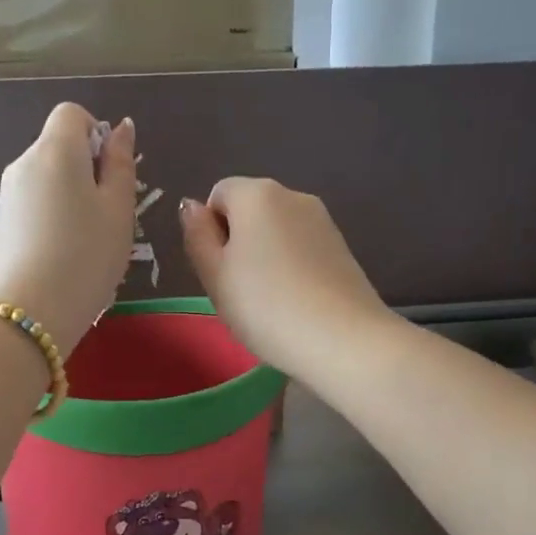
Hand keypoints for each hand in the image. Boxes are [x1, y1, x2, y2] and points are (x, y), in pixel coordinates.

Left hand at [0, 101, 136, 353]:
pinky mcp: (0, 224)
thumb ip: (121, 164)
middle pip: (58, 148)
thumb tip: (120, 129)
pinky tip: (63, 256)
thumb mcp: (118, 210)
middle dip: (86, 170)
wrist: (29, 312)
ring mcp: (7, 195)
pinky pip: (33, 206)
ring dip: (70, 198)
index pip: (72, 114)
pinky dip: (52, 219)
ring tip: (86, 243)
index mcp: (56, 150)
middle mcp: (24, 163)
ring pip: (47, 180)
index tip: (111, 174)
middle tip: (107, 216)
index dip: (96, 134)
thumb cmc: (86, 256)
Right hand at [178, 177, 392, 378]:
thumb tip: (192, 206)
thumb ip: (197, 236)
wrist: (342, 340)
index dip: (210, 230)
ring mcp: (323, 221)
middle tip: (238, 289)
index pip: (218, 194)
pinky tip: (295, 301)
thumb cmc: (265, 307)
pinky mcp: (342, 247)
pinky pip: (302, 248)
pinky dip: (291, 266)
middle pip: (250, 209)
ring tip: (269, 300)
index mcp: (257, 194)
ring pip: (277, 230)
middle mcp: (293, 195)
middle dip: (238, 241)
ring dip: (265, 255)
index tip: (217, 269)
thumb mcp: (214, 276)